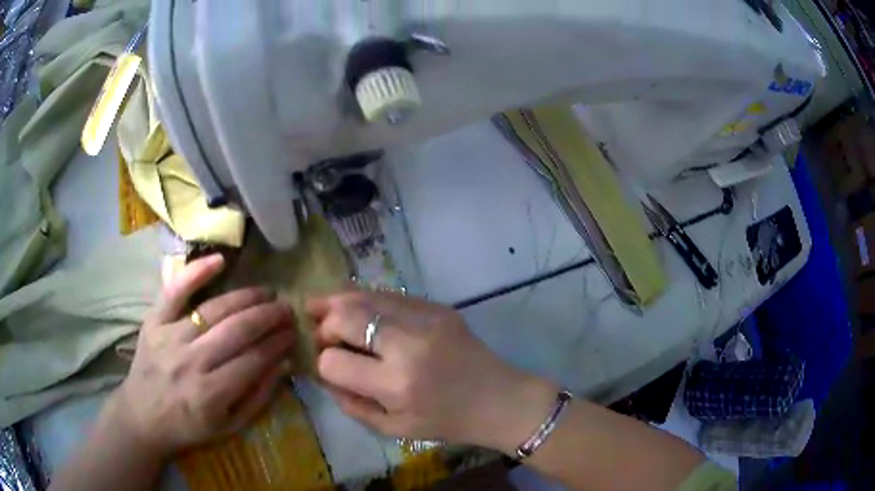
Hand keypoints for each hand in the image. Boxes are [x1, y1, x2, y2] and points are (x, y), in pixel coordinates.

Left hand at [111, 254, 295, 456]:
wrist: (142, 416)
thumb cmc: (188, 426)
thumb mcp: (229, 427)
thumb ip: (257, 398)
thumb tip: (283, 364)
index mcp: (211, 394)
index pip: (254, 360)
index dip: (278, 343)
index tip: (293, 332)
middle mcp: (192, 362)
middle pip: (237, 331)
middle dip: (268, 317)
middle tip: (287, 309)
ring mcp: (170, 337)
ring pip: (214, 310)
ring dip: (246, 298)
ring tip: (266, 293)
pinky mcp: (154, 321)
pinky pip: (175, 291)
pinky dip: (197, 272)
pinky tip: (220, 261)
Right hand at [308, 291, 556, 452]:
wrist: (499, 399)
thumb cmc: (447, 422)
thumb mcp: (393, 429)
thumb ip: (351, 404)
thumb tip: (323, 373)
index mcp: (396, 384)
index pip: (333, 361)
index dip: (322, 363)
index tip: (327, 366)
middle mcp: (408, 345)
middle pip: (345, 316)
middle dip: (325, 325)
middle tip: (320, 333)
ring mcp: (425, 319)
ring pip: (365, 295)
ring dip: (338, 301)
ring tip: (322, 306)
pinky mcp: (437, 307)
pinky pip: (389, 294)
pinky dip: (366, 299)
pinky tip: (358, 307)